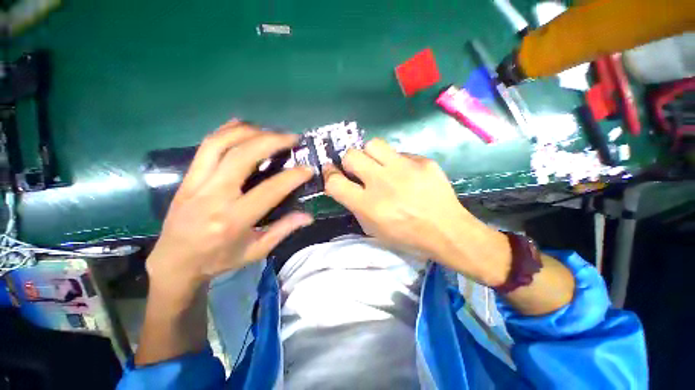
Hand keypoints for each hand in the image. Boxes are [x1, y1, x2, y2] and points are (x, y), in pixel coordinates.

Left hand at [146, 121, 313, 296]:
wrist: (174, 262)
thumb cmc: (219, 259)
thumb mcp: (256, 251)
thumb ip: (283, 230)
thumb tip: (308, 216)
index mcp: (233, 220)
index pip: (270, 190)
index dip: (293, 176)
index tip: (308, 168)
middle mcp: (213, 196)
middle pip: (242, 156)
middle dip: (271, 141)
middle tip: (292, 138)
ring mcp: (196, 183)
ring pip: (220, 144)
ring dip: (249, 132)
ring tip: (270, 131)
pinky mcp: (187, 177)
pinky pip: (206, 146)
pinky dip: (226, 131)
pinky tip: (243, 126)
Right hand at [324, 139, 510, 285]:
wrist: (447, 231)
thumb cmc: (406, 235)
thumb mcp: (374, 229)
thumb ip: (355, 206)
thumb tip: (345, 186)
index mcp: (369, 205)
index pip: (335, 182)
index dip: (329, 174)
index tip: (332, 171)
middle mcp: (382, 183)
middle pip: (351, 155)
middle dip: (349, 161)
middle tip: (358, 169)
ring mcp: (404, 169)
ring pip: (373, 144)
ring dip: (370, 154)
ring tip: (378, 164)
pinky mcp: (423, 161)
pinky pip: (400, 153)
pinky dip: (396, 161)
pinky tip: (405, 173)